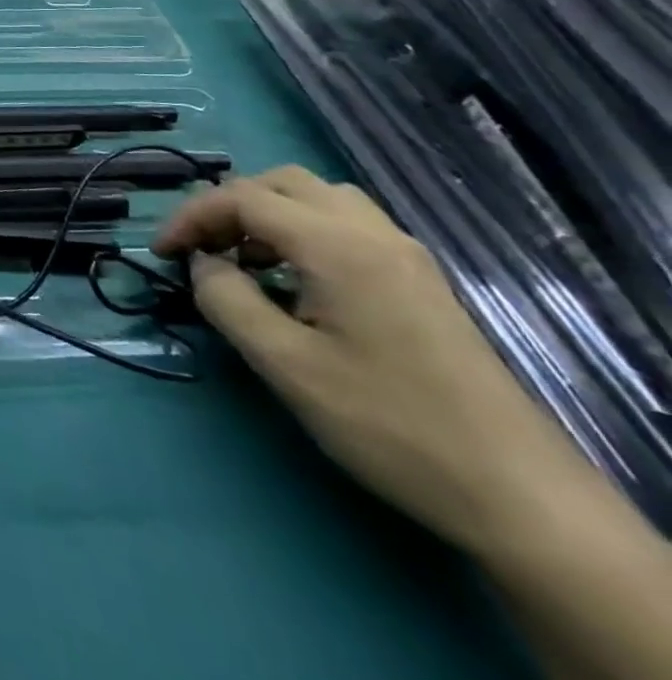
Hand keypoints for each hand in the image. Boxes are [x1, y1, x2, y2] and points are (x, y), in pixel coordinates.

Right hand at [152, 167, 588, 551]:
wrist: (518, 496)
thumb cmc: (387, 424)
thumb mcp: (284, 365)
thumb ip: (227, 299)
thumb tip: (201, 264)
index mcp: (336, 245)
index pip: (242, 197)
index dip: (190, 216)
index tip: (161, 253)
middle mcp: (373, 233)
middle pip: (282, 183)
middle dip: (229, 206)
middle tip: (201, 249)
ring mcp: (405, 255)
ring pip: (318, 198)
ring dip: (268, 214)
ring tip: (244, 260)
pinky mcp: (420, 281)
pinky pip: (347, 225)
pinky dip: (303, 231)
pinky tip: (294, 281)